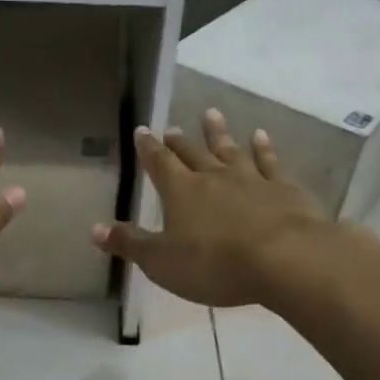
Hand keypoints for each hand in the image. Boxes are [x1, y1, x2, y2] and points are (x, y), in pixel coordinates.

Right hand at [91, 108, 336, 306]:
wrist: (285, 259)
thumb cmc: (215, 264)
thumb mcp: (162, 262)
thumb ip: (130, 244)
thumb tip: (94, 229)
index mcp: (181, 191)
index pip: (159, 163)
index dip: (148, 148)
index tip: (142, 131)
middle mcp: (214, 176)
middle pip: (192, 153)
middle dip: (179, 142)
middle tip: (172, 128)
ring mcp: (251, 179)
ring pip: (230, 149)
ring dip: (218, 133)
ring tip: (211, 114)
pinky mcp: (284, 189)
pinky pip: (270, 162)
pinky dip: (263, 147)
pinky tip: (260, 136)